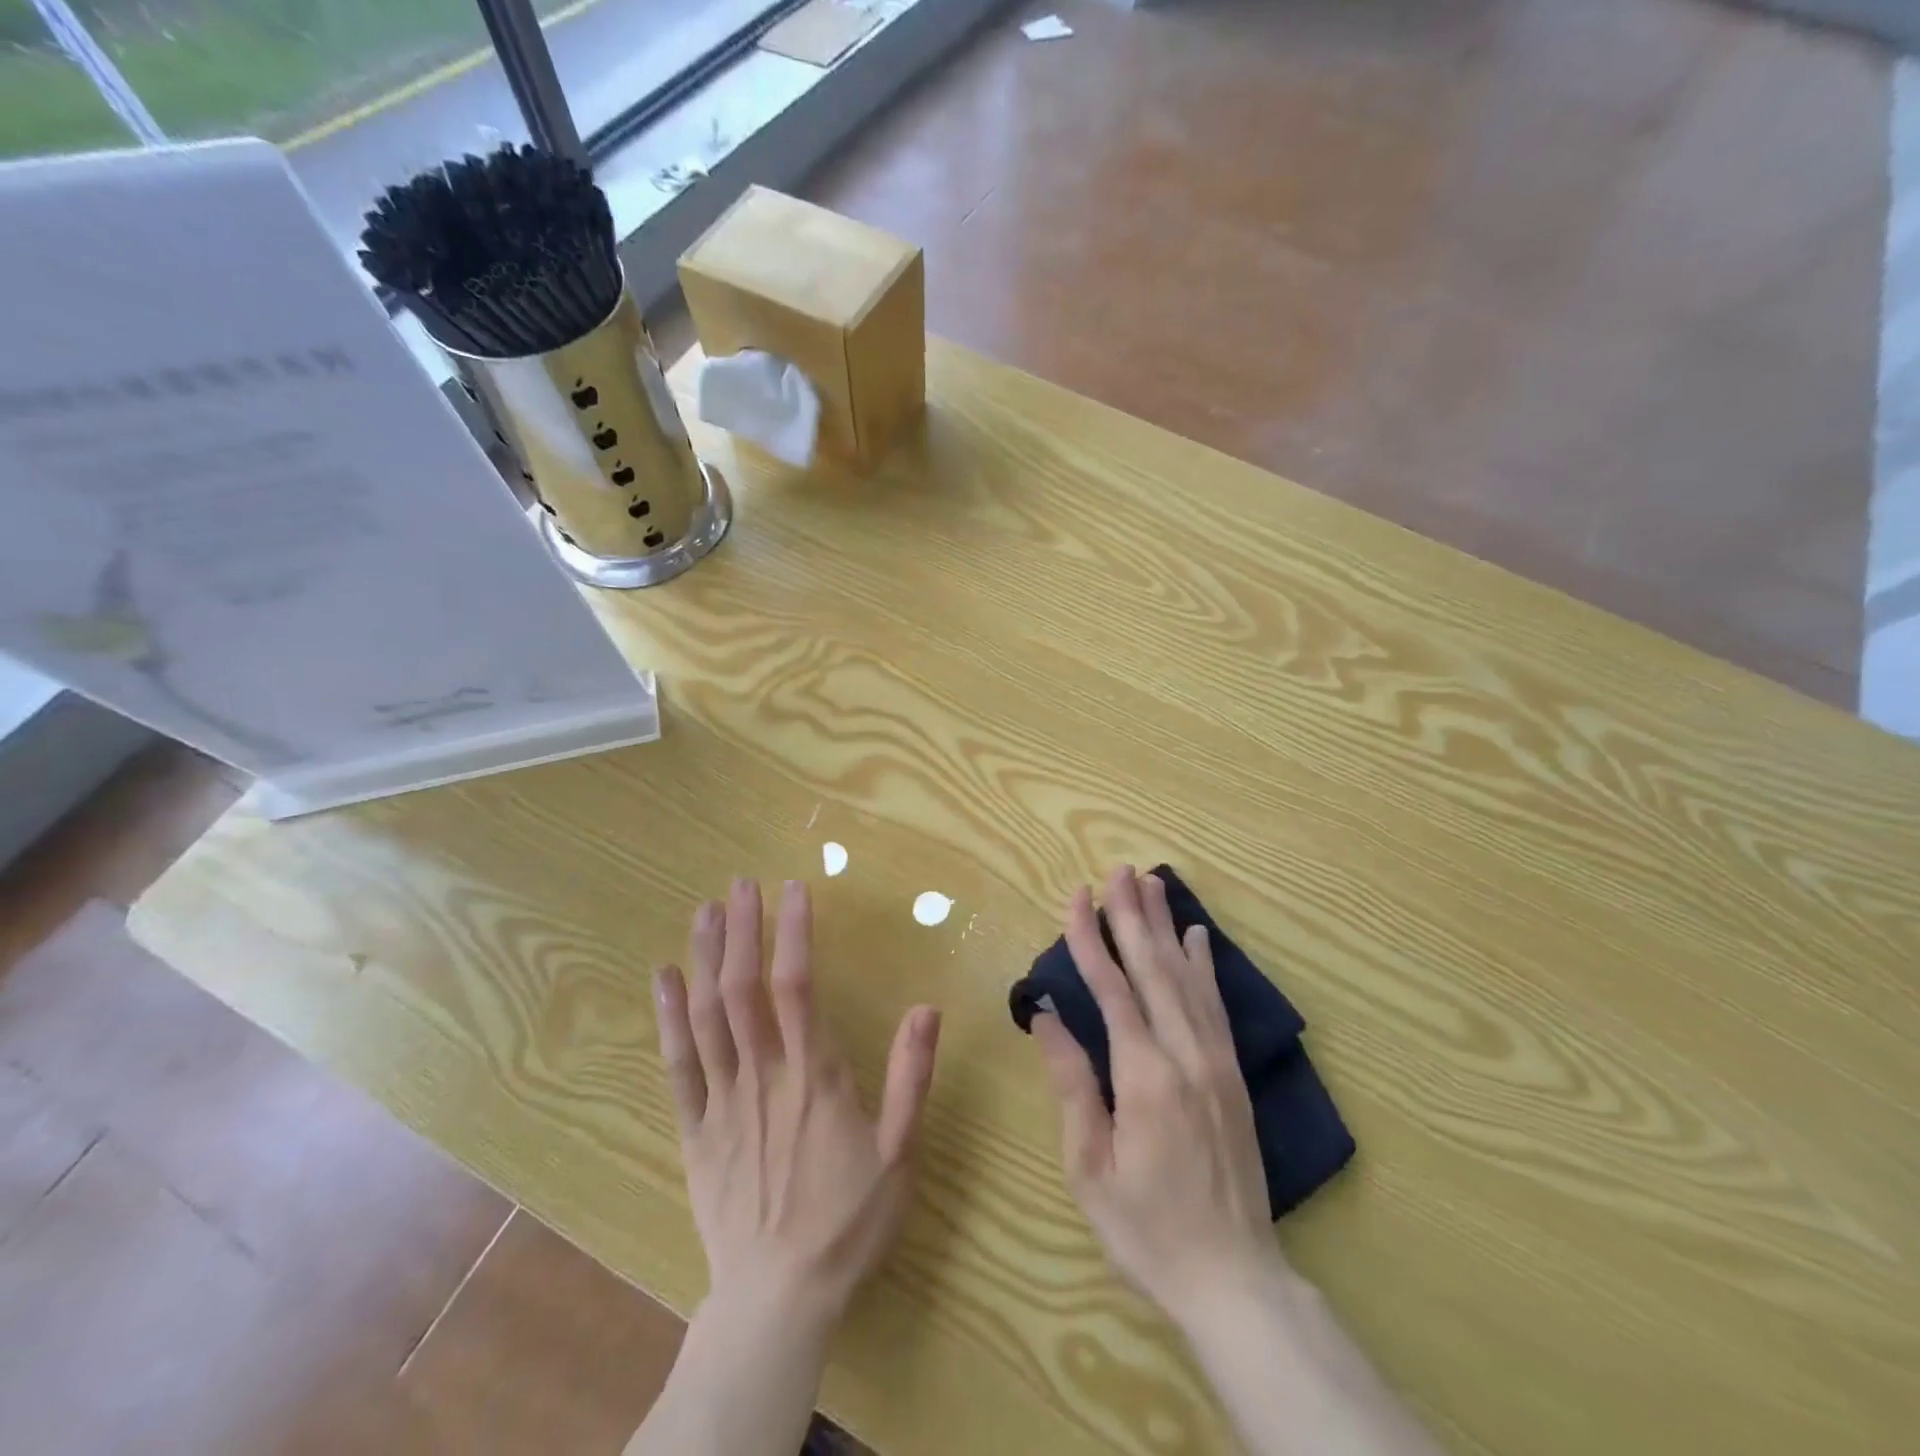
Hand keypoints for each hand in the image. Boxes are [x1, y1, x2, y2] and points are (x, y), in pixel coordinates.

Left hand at [653, 878, 941, 1332]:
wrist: (779, 1300)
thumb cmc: (848, 1221)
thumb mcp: (899, 1153)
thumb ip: (910, 1077)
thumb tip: (927, 1007)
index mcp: (813, 1078)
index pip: (796, 987)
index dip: (792, 933)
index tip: (793, 889)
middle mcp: (762, 1077)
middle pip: (743, 990)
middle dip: (742, 930)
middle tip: (741, 883)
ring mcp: (722, 1102)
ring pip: (706, 1017)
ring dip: (705, 959)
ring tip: (705, 910)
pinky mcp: (695, 1130)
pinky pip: (677, 1065)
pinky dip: (668, 1018)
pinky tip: (665, 978)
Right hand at [1031, 865, 1279, 1328]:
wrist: (1234, 1278)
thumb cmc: (1147, 1228)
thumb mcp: (1090, 1166)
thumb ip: (1072, 1083)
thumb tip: (1047, 1016)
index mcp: (1145, 1077)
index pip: (1112, 990)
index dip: (1091, 939)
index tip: (1077, 897)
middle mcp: (1186, 1055)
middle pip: (1155, 969)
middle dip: (1132, 915)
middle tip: (1118, 870)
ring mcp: (1217, 1061)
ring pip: (1188, 977)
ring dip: (1166, 927)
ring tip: (1152, 883)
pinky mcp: (1234, 1073)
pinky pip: (1218, 1005)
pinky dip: (1206, 965)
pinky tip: (1199, 936)